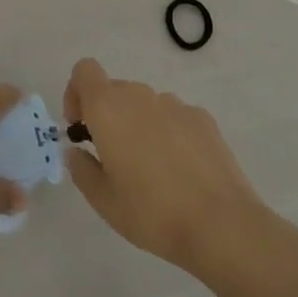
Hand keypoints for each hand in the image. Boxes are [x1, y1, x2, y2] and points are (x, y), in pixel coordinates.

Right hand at [63, 57, 291, 281]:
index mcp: (108, 108)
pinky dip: (169, 133)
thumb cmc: (152, 212)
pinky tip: (182, 170)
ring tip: (152, 169)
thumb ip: (81, 169)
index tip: (80, 127)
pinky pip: (174, 117)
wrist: (221, 225)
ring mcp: (174, 104)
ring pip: (145, 104)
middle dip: (107, 115)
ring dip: (139, 124)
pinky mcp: (203, 119)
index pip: (84, 71)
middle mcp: (139, 95)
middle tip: (113, 156)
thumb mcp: (103, 201)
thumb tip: (77, 151)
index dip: (76, 92)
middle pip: (114, 89)